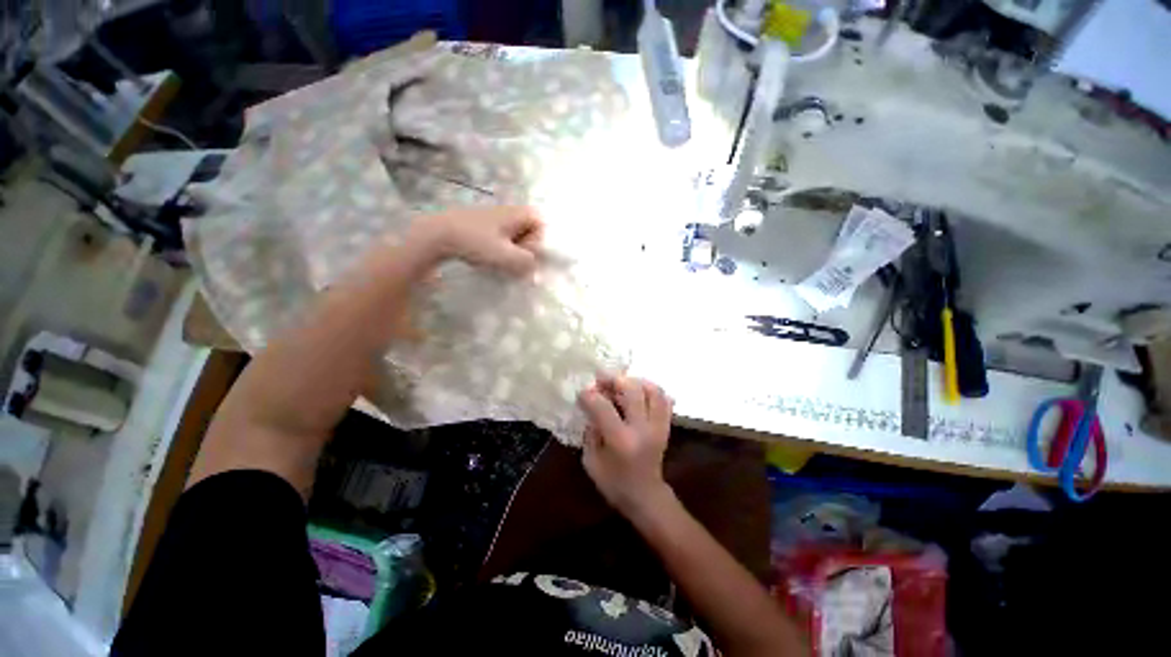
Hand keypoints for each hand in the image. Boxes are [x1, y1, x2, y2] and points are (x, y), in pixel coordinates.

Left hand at [409, 205, 543, 275]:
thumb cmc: (475, 242)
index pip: (542, 228)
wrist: (437, 234)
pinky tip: (487, 257)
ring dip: (510, 253)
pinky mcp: (483, 224)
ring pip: (515, 238)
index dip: (537, 244)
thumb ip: (527, 262)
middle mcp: (510, 211)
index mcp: (519, 213)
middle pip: (530, 233)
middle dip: (524, 250)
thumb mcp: (506, 256)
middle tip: (510, 261)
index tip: (522, 254)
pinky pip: (502, 239)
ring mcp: (495, 217)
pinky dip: (499, 250)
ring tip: (497, 261)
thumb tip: (533, 268)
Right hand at [578, 375, 673, 513]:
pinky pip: (664, 400)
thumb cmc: (614, 483)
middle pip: (632, 390)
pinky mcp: (665, 426)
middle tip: (602, 379)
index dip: (590, 396)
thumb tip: (591, 408)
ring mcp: (657, 426)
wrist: (646, 497)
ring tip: (622, 383)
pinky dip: (652, 391)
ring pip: (653, 390)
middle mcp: (642, 429)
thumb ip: (590, 433)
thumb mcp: (591, 461)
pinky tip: (640, 391)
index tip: (582, 392)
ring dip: (635, 381)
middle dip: (614, 380)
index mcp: (621, 440)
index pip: (603, 407)